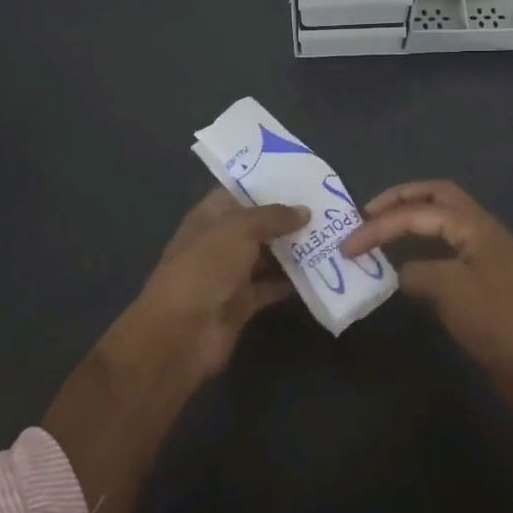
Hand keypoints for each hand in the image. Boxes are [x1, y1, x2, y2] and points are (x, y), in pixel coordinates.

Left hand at [106, 190, 308, 381]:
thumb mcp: (239, 230)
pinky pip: (272, 286)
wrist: (181, 334)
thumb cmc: (205, 268)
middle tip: (327, 207)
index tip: (303, 179)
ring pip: (268, 256)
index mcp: (209, 217)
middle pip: (258, 225)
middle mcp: (220, 242)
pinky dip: (293, 281)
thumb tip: (304, 211)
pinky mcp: (243, 303)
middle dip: (288, 218)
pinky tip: (322, 270)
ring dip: (295, 249)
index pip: (239, 193)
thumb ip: (273, 216)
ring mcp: (230, 274)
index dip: (267, 185)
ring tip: (331, 235)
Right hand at [340, 181, 512, 424]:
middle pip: (437, 196)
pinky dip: (424, 243)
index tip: (348, 245)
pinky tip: (407, 260)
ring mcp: (486, 252)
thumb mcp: (448, 292)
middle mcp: (482, 229)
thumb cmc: (494, 322)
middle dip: (401, 199)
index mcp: (475, 225)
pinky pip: (448, 243)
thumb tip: (405, 272)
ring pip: (444, 218)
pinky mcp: (485, 276)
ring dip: (413, 217)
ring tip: (382, 229)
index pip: (418, 211)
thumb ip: (417, 272)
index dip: (380, 225)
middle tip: (368, 212)